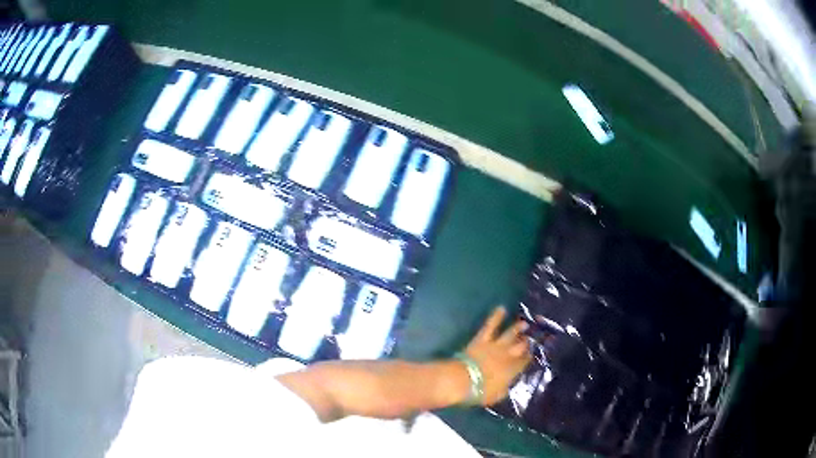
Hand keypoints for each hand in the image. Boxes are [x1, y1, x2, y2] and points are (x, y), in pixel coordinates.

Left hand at [463, 306, 531, 405]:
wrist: (463, 380)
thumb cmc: (479, 392)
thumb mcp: (496, 396)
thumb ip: (503, 389)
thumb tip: (506, 385)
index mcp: (512, 371)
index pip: (524, 362)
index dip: (529, 357)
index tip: (532, 354)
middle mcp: (507, 356)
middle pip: (521, 347)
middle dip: (527, 342)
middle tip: (532, 338)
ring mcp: (495, 346)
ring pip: (510, 334)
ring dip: (517, 328)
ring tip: (524, 323)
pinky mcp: (482, 339)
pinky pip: (490, 326)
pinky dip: (496, 317)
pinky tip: (501, 308)